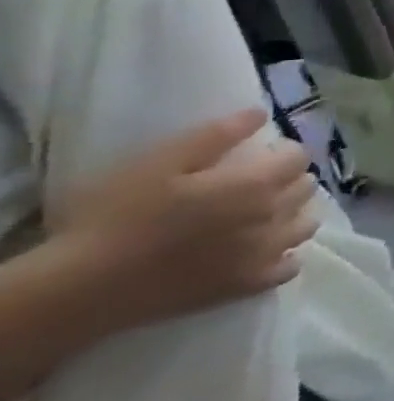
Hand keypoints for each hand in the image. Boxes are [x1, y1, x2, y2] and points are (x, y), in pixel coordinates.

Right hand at [46, 111, 319, 331]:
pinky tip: (263, 252)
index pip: (298, 157)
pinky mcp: (247, 286)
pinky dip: (285, 256)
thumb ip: (219, 134)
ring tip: (263, 215)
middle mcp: (273, 216)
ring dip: (293, 215)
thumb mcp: (162, 162)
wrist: (81, 287)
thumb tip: (260, 113)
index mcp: (257, 184)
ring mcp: (265, 254)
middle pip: (305, 188)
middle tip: (257, 184)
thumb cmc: (118, 217)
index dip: (282, 152)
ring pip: (306, 224)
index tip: (259, 156)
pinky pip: (289, 267)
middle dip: (289, 180)